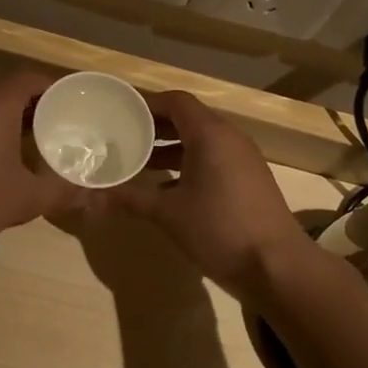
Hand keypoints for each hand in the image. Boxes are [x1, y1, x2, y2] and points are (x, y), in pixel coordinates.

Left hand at [0, 69, 88, 258]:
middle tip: (58, 123)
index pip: (31, 76)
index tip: (73, 103)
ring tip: (32, 139)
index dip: (55, 87)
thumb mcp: (25, 199)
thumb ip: (61, 191)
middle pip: (8, 86)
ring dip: (9, 114)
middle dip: (35, 102)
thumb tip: (90, 195)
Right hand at [103, 90, 318, 298]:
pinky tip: (167, 188)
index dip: (147, 103)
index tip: (120, 112)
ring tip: (138, 161)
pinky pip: (213, 159)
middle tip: (122, 134)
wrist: (278, 266)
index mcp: (210, 134)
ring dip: (171, 147)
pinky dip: (188, 164)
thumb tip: (89, 197)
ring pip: (201, 141)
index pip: (176, 101)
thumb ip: (129, 200)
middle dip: (155, 126)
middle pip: (188, 118)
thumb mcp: (168, 214)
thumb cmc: (220, 229)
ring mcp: (243, 160)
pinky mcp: (249, 180)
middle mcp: (229, 138)